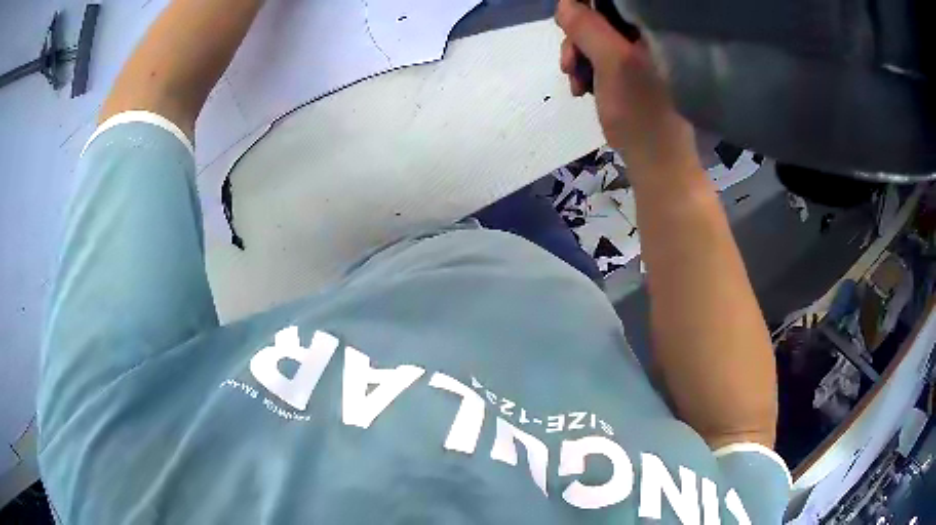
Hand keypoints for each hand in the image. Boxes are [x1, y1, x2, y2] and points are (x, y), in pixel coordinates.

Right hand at [555, 0, 699, 182]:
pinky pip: (602, 58)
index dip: (583, 6)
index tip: (567, 24)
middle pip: (600, 17)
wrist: (659, 162)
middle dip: (577, 38)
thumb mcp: (612, 64)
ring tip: (576, 84)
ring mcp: (642, 54)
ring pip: (597, 39)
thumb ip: (587, 28)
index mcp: (651, 27)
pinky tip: (583, 89)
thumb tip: (564, 4)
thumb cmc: (642, 113)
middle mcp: (648, 35)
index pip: (612, 2)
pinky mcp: (634, 72)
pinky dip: (588, 71)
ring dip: (578, 58)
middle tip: (570, 64)